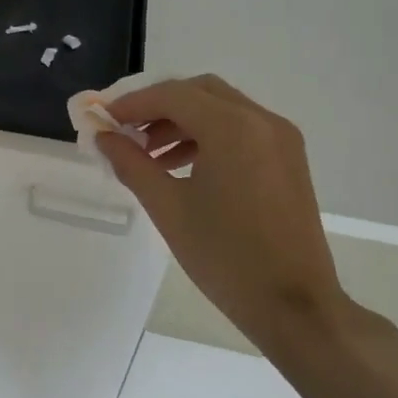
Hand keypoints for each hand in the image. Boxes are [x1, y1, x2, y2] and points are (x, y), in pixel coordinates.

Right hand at [96, 74, 347, 351]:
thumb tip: (104, 137)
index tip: (102, 119)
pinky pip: (240, 129)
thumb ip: (131, 164)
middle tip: (126, 132)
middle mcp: (262, 121)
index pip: (172, 95)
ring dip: (182, 120)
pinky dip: (207, 135)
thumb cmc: (225, 256)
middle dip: (158, 106)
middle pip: (199, 91)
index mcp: (233, 128)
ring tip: (149, 154)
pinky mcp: (288, 158)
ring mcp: (281, 138)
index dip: (132, 103)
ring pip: (221, 108)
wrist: (294, 305)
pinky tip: (182, 165)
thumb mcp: (168, 208)